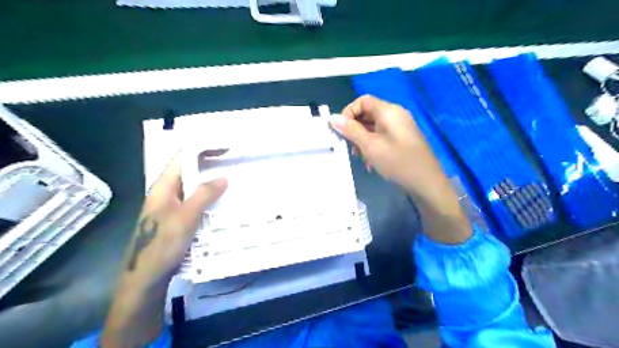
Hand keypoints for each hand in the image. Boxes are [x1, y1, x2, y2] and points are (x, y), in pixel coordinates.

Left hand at [126, 156, 227, 284]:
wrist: (145, 278)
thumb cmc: (162, 245)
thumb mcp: (186, 217)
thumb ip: (204, 195)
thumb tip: (223, 177)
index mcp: (164, 187)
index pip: (183, 158)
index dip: (203, 150)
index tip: (225, 150)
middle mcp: (166, 193)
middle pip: (189, 171)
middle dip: (210, 166)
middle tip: (233, 167)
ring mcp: (171, 207)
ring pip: (193, 188)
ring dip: (211, 184)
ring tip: (233, 184)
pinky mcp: (177, 220)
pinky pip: (195, 203)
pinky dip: (209, 200)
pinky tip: (221, 205)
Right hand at [331, 93, 442, 194]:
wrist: (427, 183)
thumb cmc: (397, 162)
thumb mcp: (370, 146)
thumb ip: (351, 130)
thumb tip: (333, 118)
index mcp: (388, 111)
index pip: (363, 100)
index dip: (348, 112)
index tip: (342, 130)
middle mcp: (395, 114)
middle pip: (368, 114)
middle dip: (355, 130)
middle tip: (351, 148)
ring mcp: (401, 127)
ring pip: (374, 127)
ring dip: (363, 140)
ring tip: (361, 158)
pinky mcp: (403, 138)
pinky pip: (382, 136)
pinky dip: (373, 145)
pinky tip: (372, 162)